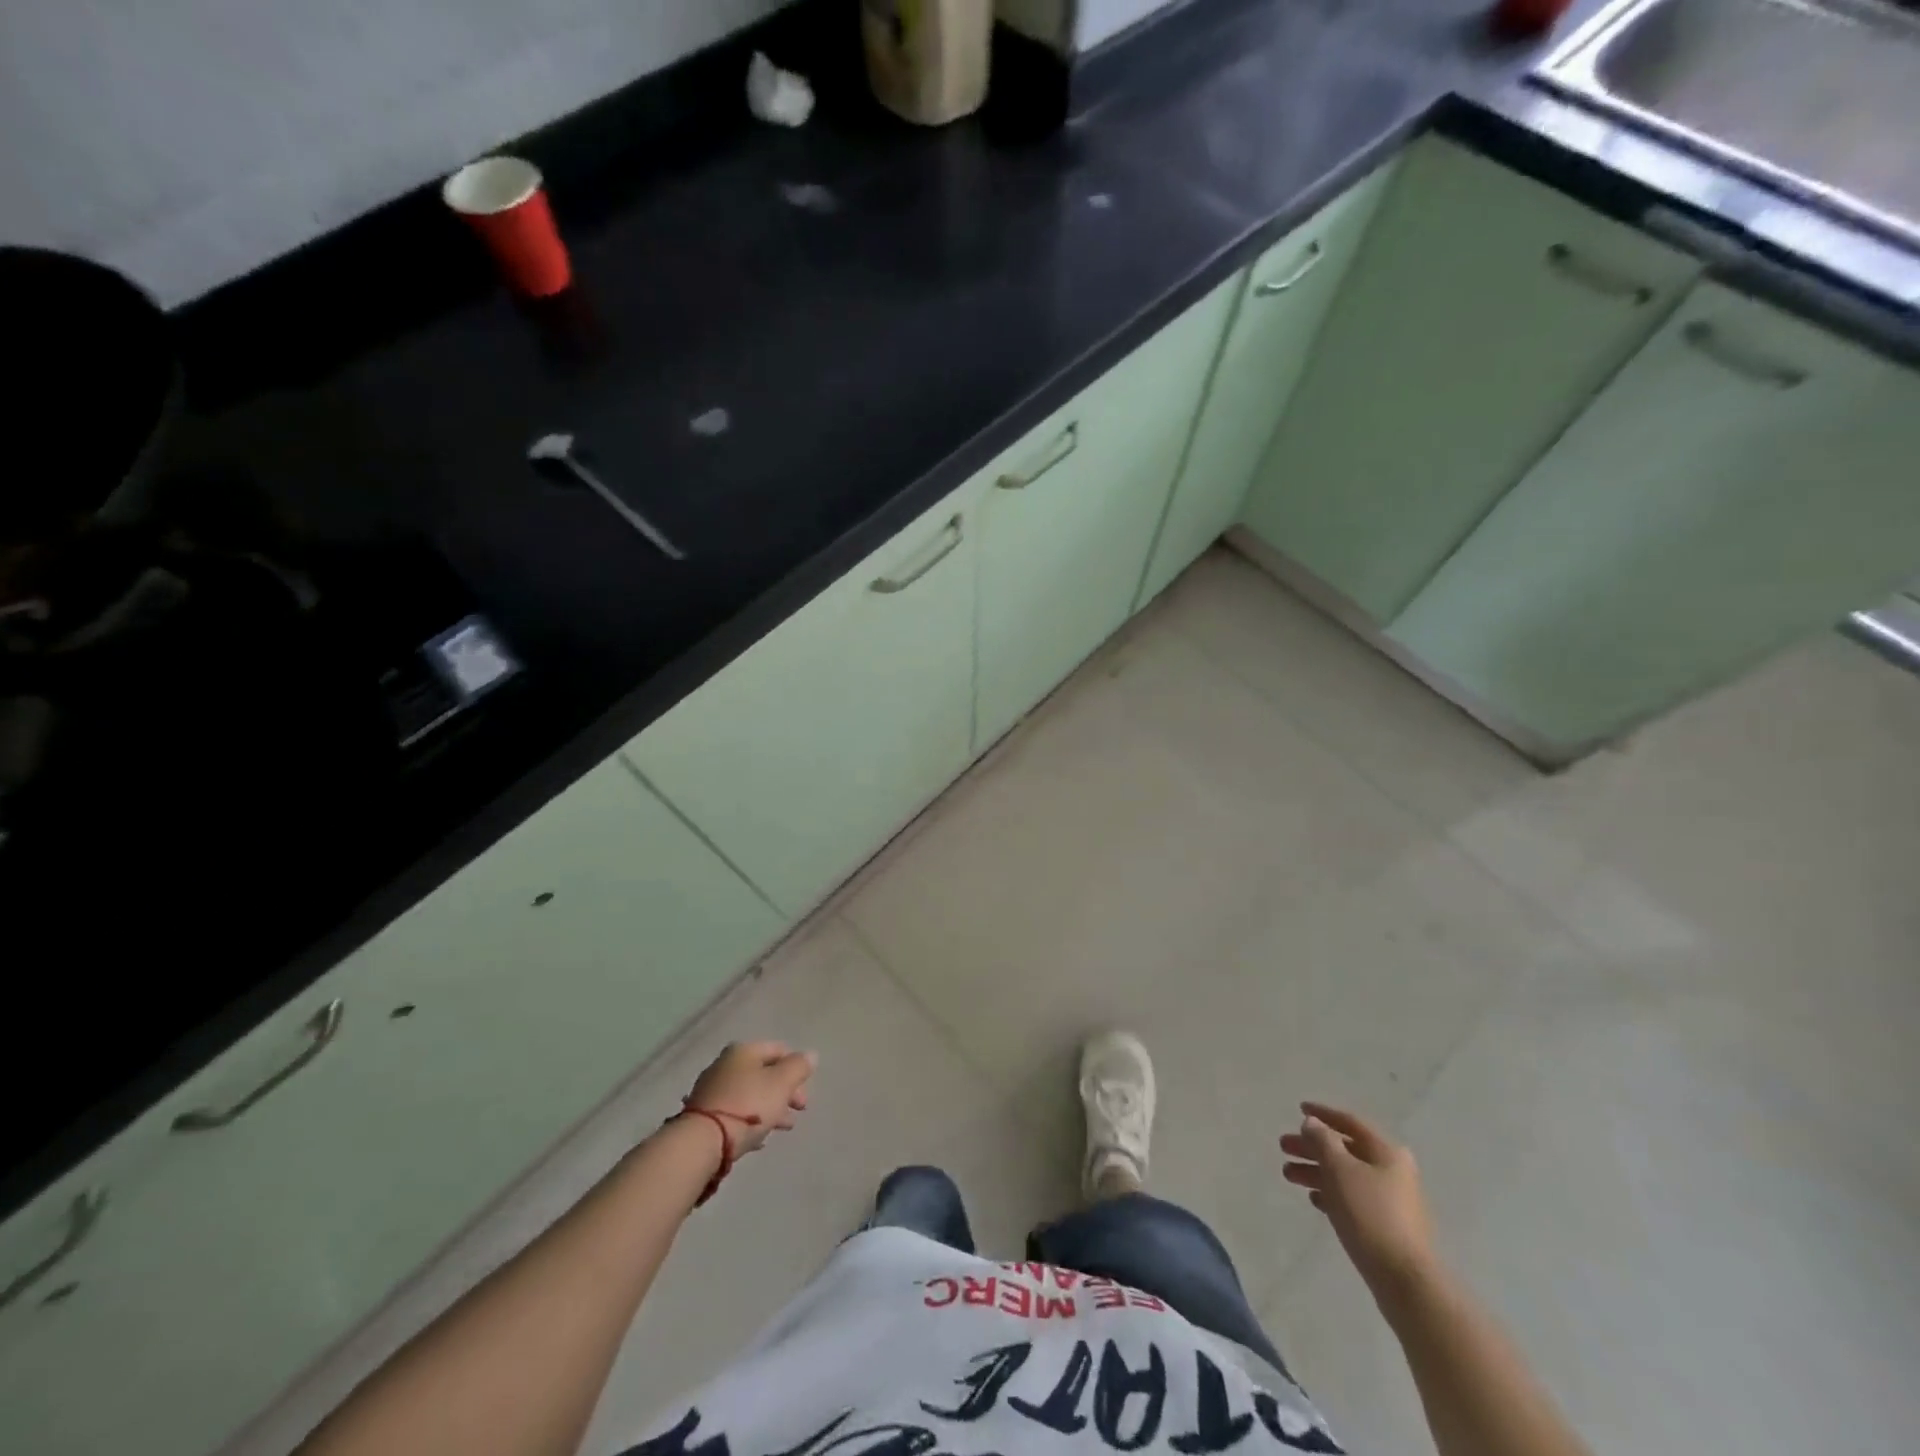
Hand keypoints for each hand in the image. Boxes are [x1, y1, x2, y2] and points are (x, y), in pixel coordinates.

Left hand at [685, 1040, 816, 1157]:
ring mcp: (711, 1089)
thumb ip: (798, 1067)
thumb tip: (810, 1055)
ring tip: (782, 1128)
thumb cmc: (748, 1106)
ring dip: (769, 1108)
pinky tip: (758, 1140)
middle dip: (784, 1091)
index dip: (796, 1068)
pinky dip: (749, 1122)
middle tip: (798, 1112)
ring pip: (749, 1094)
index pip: (778, 1050)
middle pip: (763, 1073)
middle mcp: (725, 1064)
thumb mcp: (781, 1084)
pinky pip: (734, 1113)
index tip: (804, 1094)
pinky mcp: (702, 1115)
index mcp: (744, 1051)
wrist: (701, 1143)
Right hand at [1280, 1101, 1436, 1296]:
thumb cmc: (1370, 1214)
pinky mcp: (1386, 1226)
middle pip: (1345, 1150)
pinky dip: (1331, 1193)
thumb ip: (1322, 1141)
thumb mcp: (1339, 1169)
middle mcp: (1392, 1171)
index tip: (1299, 1109)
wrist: (1404, 1280)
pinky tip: (1314, 1198)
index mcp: (1386, 1152)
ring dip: (1317, 1171)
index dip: (1323, 1114)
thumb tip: (1312, 1123)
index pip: (1350, 1123)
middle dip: (1312, 1147)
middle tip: (1284, 1147)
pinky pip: (1352, 1199)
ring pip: (1346, 1175)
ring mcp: (1391, 1200)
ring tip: (1288, 1175)